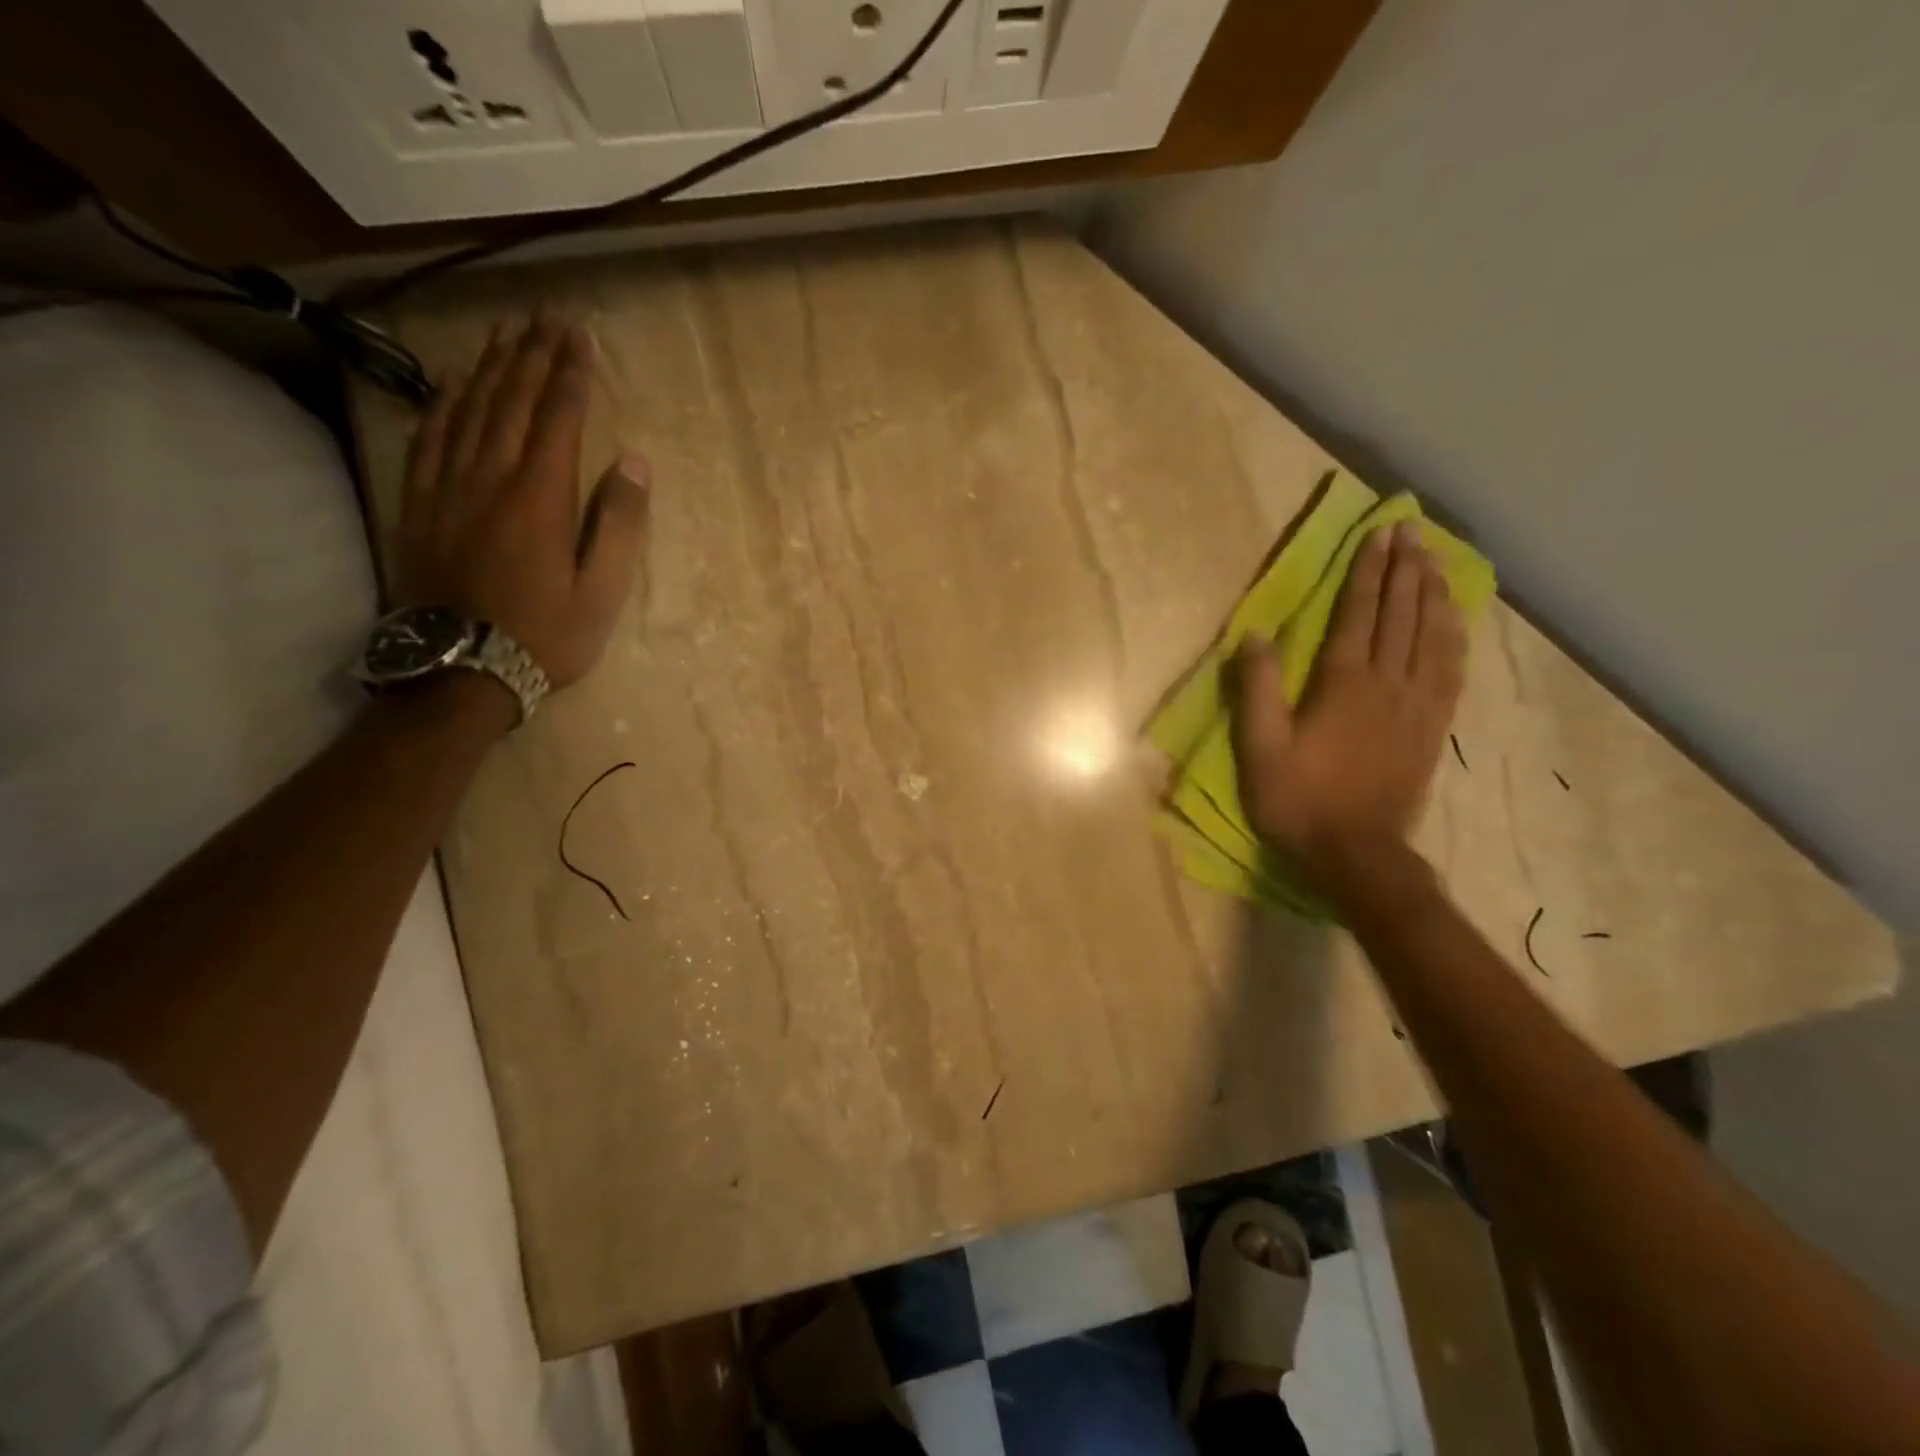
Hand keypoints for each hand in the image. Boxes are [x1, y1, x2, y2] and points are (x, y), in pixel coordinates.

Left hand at [396, 315, 649, 690]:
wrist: (460, 669)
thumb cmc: (545, 635)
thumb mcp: (602, 592)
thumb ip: (618, 525)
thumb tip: (634, 464)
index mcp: (540, 497)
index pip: (557, 418)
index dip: (570, 373)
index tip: (580, 336)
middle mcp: (490, 477)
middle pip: (510, 400)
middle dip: (531, 354)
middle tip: (545, 316)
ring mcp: (446, 487)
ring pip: (467, 409)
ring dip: (488, 366)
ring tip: (504, 332)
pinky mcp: (418, 504)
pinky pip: (428, 437)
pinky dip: (442, 402)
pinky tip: (451, 384)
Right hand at [1231, 522, 1464, 879]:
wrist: (1356, 853)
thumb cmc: (1298, 800)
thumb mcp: (1260, 749)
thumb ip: (1257, 691)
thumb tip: (1253, 636)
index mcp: (1342, 685)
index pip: (1358, 615)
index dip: (1368, 573)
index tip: (1379, 535)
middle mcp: (1387, 684)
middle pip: (1401, 616)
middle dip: (1405, 569)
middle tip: (1410, 531)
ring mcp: (1417, 705)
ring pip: (1432, 636)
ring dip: (1433, 593)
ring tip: (1434, 559)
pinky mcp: (1433, 727)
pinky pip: (1451, 669)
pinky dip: (1454, 636)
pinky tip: (1454, 618)